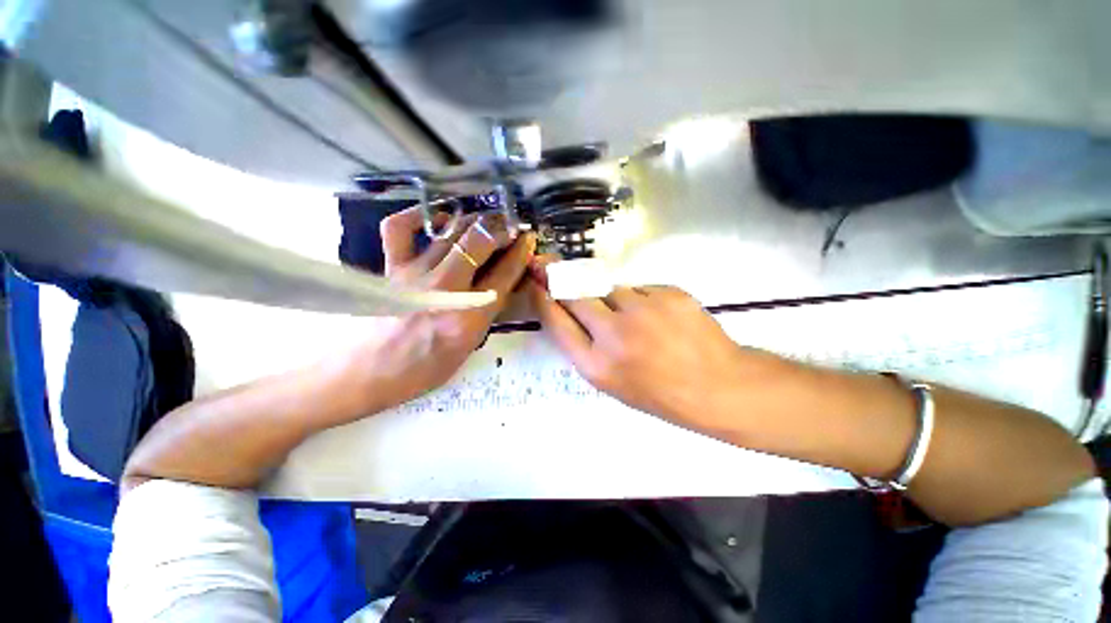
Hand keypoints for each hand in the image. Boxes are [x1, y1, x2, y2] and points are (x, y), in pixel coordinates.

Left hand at [344, 207, 534, 414]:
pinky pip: (399, 228)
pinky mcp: (391, 267)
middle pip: (479, 243)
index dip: (520, 252)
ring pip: (450, 232)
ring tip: (485, 221)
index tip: (528, 239)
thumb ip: (488, 311)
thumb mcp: (471, 344)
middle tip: (509, 226)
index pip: (504, 273)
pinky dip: (419, 216)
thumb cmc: (427, 367)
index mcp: (470, 316)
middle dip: (500, 228)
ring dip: (473, 221)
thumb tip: (502, 281)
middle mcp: (446, 288)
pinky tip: (437, 219)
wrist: (371, 372)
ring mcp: (415, 273)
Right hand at [526, 266, 797, 432]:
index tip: (537, 282)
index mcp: (596, 365)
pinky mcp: (668, 293)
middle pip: (575, 294)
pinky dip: (642, 299)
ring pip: (611, 288)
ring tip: (637, 320)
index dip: (543, 297)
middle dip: (565, 282)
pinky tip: (660, 318)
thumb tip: (568, 310)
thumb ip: (585, 347)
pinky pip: (641, 288)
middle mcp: (613, 334)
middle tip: (558, 270)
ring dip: (614, 299)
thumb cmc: (660, 394)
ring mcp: (643, 309)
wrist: (719, 387)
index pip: (555, 321)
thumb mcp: (612, 383)